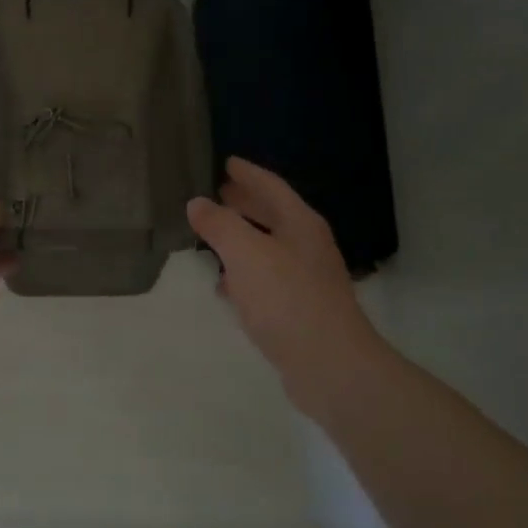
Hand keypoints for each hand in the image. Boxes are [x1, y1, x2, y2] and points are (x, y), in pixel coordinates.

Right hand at [187, 158, 382, 399]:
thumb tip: (197, 203)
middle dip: (245, 203)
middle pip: (273, 215)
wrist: (330, 366)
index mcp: (300, 224)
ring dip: (242, 239)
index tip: (226, 161)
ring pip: (268, 248)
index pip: (271, 187)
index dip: (248, 173)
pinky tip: (225, 285)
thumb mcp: (246, 254)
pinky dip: (244, 274)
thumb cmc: (288, 300)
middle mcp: (307, 246)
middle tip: (217, 192)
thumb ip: (220, 225)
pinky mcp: (299, 310)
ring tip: (213, 235)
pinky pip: (266, 280)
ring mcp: (306, 279)